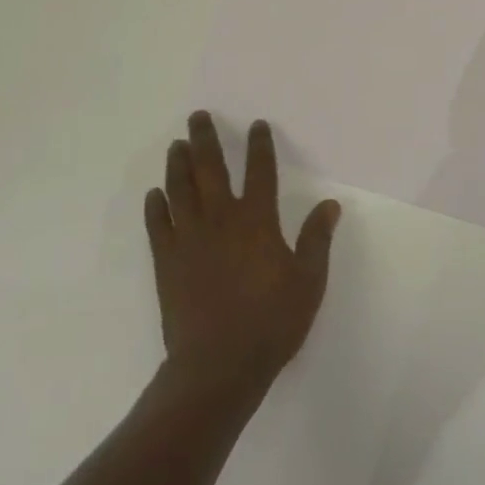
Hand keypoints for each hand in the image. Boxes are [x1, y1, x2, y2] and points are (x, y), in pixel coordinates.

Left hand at [145, 112, 340, 395]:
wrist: (217, 367)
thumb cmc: (270, 323)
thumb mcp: (308, 282)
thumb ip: (317, 239)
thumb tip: (329, 204)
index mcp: (257, 220)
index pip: (260, 170)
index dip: (259, 145)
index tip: (256, 125)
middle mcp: (221, 219)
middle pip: (211, 168)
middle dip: (206, 139)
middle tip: (198, 116)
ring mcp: (189, 238)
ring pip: (181, 189)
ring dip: (178, 164)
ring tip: (177, 145)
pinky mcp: (167, 262)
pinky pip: (158, 225)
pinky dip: (155, 207)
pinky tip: (155, 194)